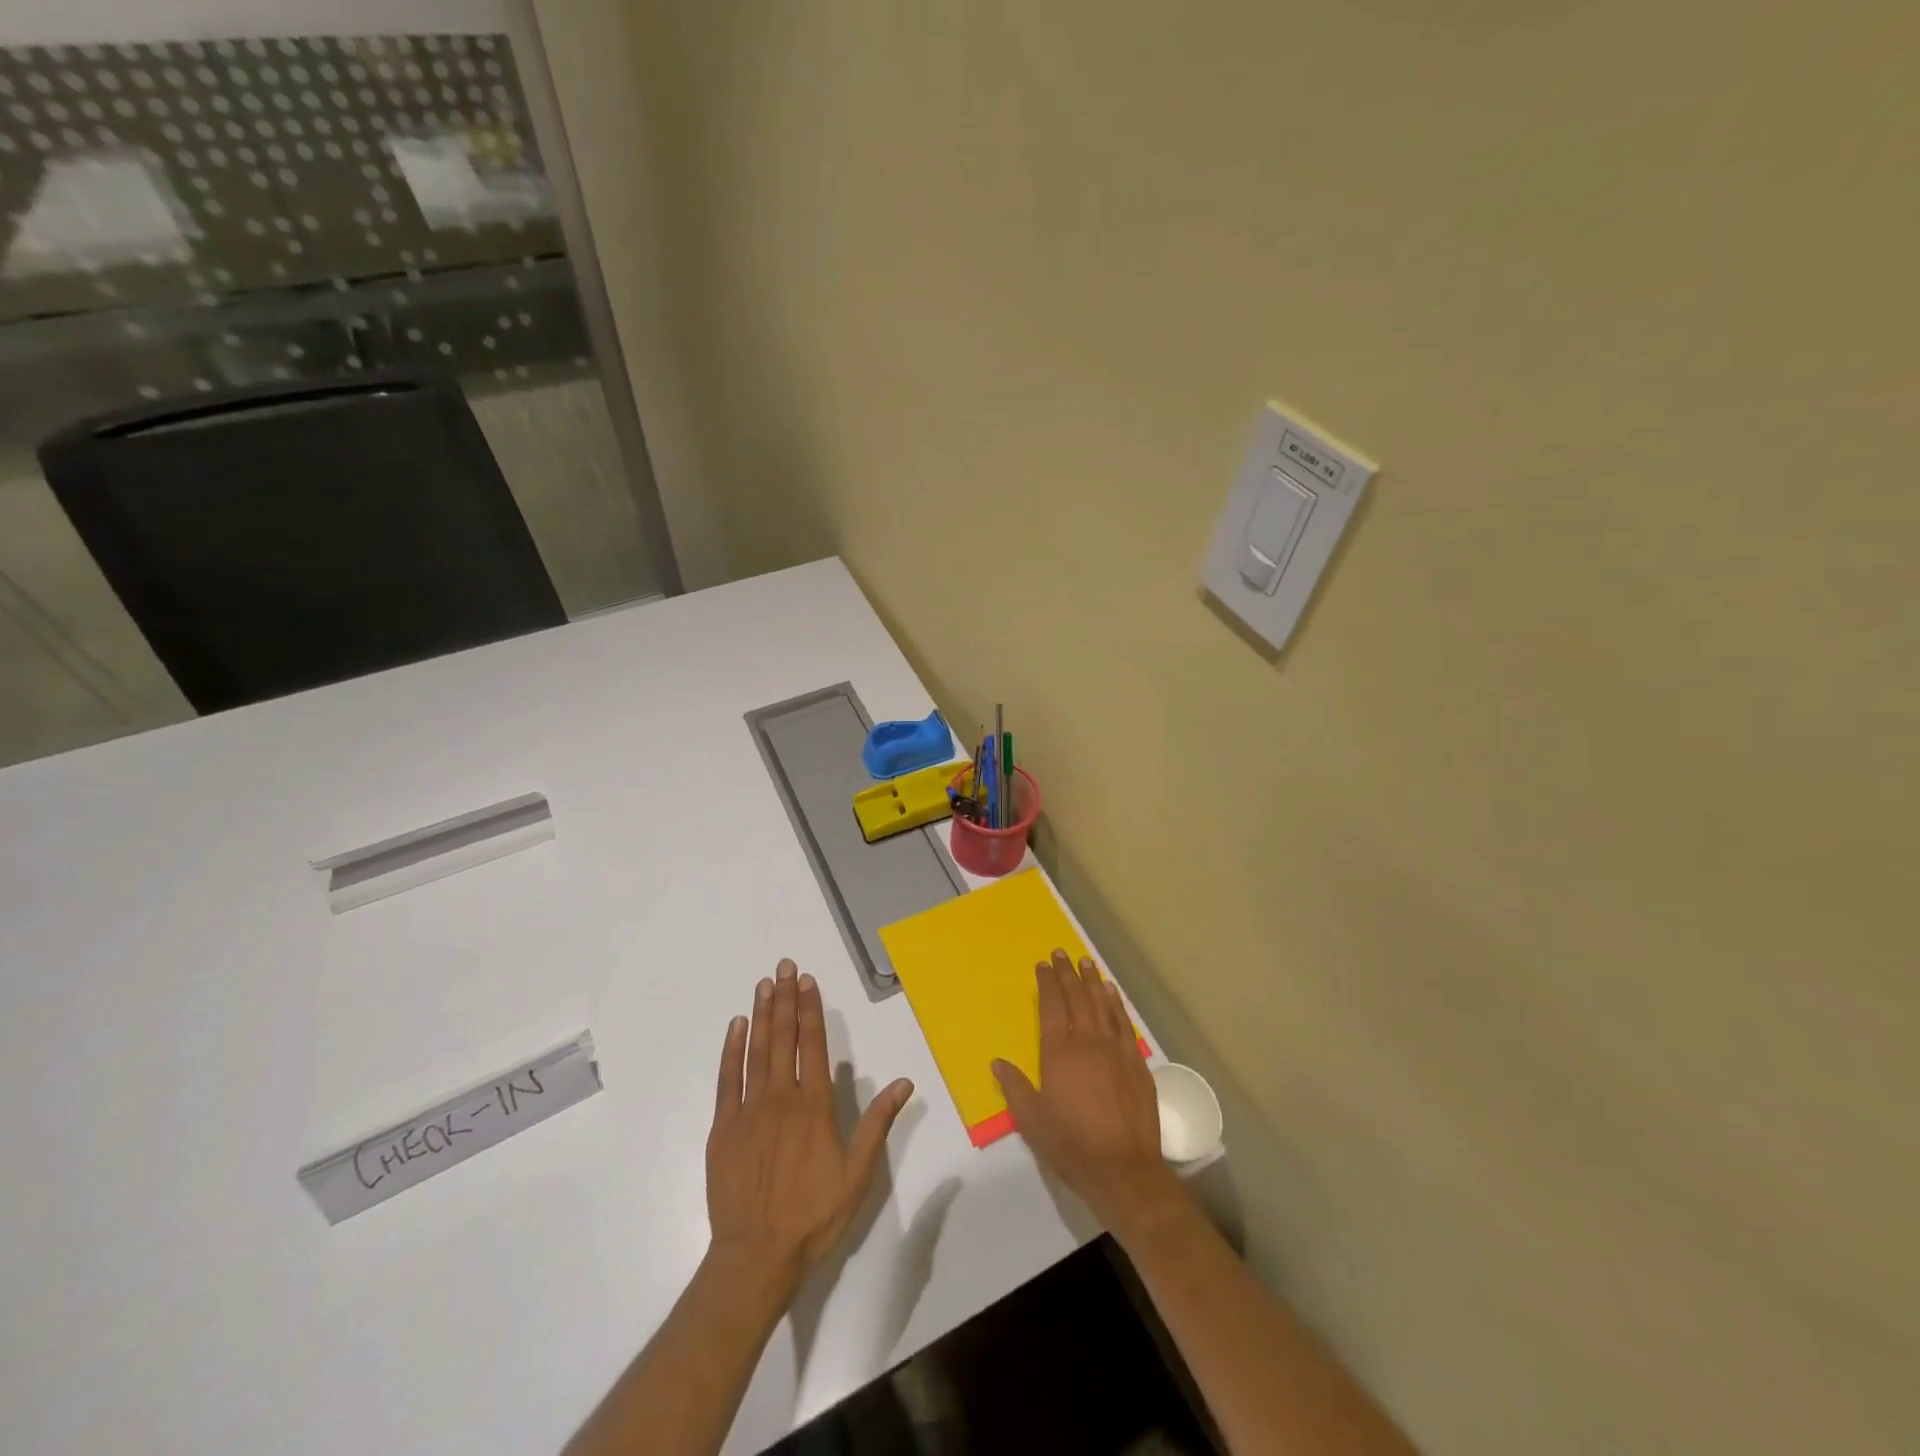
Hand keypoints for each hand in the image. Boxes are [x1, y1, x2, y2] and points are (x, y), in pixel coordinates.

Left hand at [704, 959, 914, 1300]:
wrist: (756, 1256)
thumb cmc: (813, 1215)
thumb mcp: (858, 1173)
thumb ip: (878, 1123)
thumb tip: (905, 1082)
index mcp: (814, 1106)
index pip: (814, 1045)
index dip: (811, 1010)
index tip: (808, 981)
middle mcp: (781, 1098)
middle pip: (784, 1039)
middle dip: (785, 999)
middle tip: (784, 966)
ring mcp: (748, 1111)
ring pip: (756, 1051)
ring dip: (761, 1015)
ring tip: (764, 984)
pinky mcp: (723, 1128)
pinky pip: (727, 1080)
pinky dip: (731, 1050)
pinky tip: (736, 1027)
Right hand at [992, 950, 1183, 1243]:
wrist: (1124, 1169)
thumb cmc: (1072, 1146)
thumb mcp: (1032, 1121)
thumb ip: (1015, 1087)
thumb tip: (998, 1061)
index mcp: (1059, 1054)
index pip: (1052, 1007)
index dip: (1047, 983)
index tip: (1043, 964)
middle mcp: (1088, 1043)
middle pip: (1077, 998)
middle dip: (1068, 973)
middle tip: (1062, 953)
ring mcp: (1115, 1050)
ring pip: (1102, 1005)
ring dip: (1092, 981)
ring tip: (1086, 962)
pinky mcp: (1136, 1063)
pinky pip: (1123, 1023)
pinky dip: (1116, 1004)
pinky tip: (1112, 993)